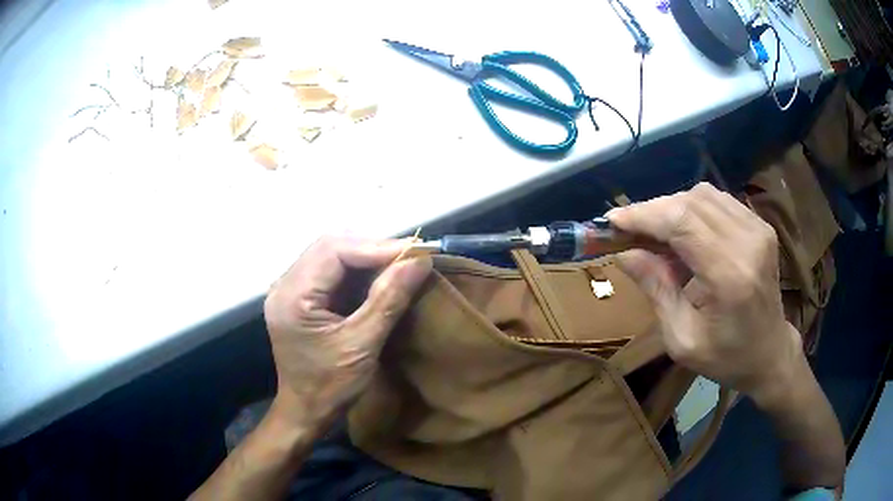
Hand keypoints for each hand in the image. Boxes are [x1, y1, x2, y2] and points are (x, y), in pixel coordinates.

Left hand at [263, 236, 431, 428]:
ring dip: (366, 256)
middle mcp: (284, 283)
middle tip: (410, 257)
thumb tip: (419, 261)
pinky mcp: (299, 295)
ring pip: (331, 253)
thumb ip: (388, 299)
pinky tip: (379, 276)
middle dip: (372, 248)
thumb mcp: (362, 345)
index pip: (333, 250)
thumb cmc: (330, 386)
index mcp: (292, 295)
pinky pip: (330, 269)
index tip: (415, 253)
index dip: (376, 246)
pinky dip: (357, 269)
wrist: (306, 410)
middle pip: (330, 245)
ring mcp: (289, 288)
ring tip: (400, 264)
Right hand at [607, 183, 801, 400]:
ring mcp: (758, 229)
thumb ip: (656, 290)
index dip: (643, 215)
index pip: (681, 222)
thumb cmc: (726, 357)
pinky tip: (684, 232)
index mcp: (730, 275)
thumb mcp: (682, 339)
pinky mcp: (760, 225)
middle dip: (653, 210)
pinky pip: (718, 200)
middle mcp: (748, 241)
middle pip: (690, 202)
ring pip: (703, 195)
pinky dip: (693, 209)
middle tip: (629, 231)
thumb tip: (625, 253)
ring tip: (656, 234)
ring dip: (672, 208)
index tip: (612, 222)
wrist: (770, 354)